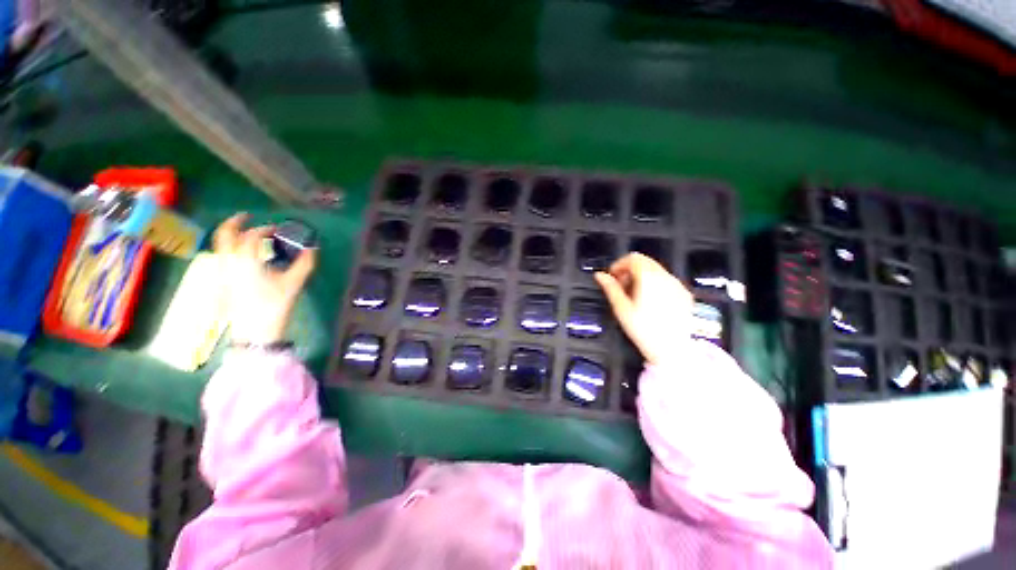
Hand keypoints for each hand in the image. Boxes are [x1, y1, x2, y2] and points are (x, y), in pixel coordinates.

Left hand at [214, 213, 316, 344]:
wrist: (255, 331)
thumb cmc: (275, 305)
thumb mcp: (294, 283)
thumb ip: (304, 263)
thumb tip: (313, 248)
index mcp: (246, 259)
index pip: (253, 235)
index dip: (266, 229)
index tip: (279, 229)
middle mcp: (229, 261)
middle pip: (224, 235)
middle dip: (234, 222)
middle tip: (246, 216)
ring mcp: (222, 271)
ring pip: (219, 246)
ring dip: (230, 235)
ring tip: (243, 233)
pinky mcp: (222, 281)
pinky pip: (221, 256)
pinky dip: (229, 248)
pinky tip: (241, 253)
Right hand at [595, 253, 692, 365]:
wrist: (673, 350)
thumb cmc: (644, 330)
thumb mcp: (621, 308)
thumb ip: (610, 288)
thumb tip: (599, 275)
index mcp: (649, 278)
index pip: (633, 258)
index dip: (619, 265)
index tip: (613, 277)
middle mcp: (665, 277)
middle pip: (644, 261)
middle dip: (629, 270)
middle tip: (621, 287)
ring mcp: (677, 285)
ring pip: (655, 270)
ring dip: (641, 276)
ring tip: (634, 296)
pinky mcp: (684, 294)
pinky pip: (666, 280)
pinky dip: (654, 284)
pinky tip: (649, 302)